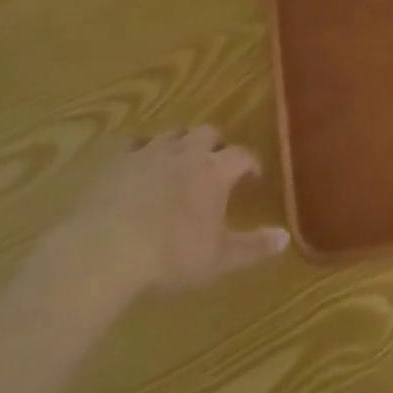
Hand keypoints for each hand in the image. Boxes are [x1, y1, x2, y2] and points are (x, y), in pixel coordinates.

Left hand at [66, 127, 289, 296]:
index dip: (250, 162)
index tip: (254, 175)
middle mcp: (186, 152)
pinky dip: (143, 152)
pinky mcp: (118, 160)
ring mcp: (149, 152)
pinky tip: (140, 166)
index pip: (241, 154)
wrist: (107, 248)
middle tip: (216, 163)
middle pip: (207, 133)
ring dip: (182, 144)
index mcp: (214, 171)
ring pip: (173, 134)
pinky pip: (135, 145)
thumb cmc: (171, 255)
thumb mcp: (219, 259)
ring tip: (180, 162)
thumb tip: (285, 236)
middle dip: (216, 144)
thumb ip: (254, 247)